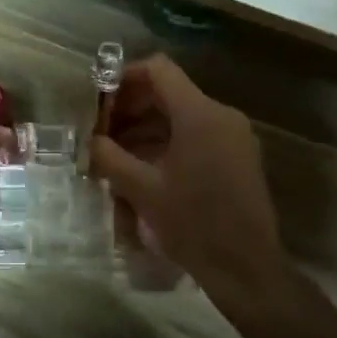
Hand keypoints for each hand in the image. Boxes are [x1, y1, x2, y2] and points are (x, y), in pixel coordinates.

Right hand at [89, 56, 287, 305]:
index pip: (158, 69)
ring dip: (146, 127)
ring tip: (116, 154)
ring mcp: (234, 135)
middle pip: (169, 91)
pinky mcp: (238, 156)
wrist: (245, 268)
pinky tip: (144, 168)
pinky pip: (197, 134)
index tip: (100, 103)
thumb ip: (110, 157)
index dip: (124, 78)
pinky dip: (167, 142)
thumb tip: (90, 140)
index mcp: (199, 114)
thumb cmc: (193, 224)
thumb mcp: (142, 190)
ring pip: (181, 115)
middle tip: (102, 132)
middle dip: (131, 107)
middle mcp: (221, 115)